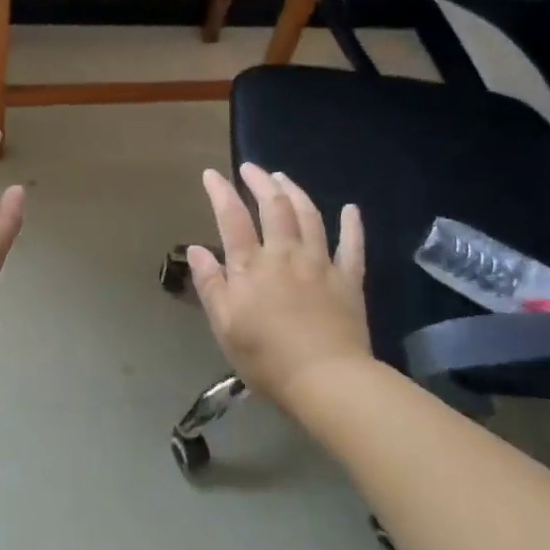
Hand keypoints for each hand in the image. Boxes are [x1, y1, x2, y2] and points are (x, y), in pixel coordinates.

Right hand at [188, 164, 371, 412]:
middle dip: (260, 182)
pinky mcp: (348, 280)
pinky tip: (351, 209)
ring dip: (295, 192)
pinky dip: (352, 224)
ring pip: (309, 216)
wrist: (327, 380)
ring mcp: (320, 263)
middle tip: (250, 168)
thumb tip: (197, 249)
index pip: (232, 218)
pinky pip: (353, 245)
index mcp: (251, 266)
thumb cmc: (266, 358)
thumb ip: (210, 284)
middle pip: (273, 207)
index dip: (221, 192)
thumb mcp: (224, 325)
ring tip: (283, 178)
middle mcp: (285, 254)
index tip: (212, 174)